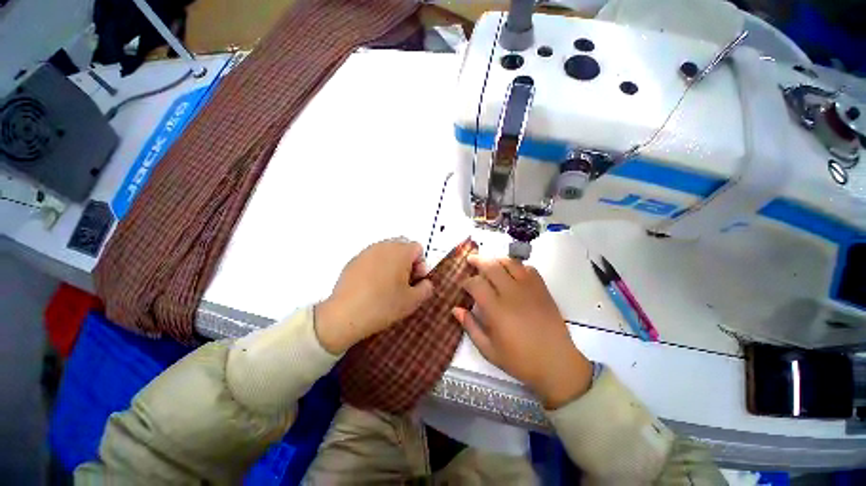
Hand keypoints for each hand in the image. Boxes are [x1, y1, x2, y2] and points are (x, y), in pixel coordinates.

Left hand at [315, 238, 433, 353]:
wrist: (345, 315)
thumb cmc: (383, 305)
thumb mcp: (413, 301)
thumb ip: (426, 288)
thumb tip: (425, 282)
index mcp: (400, 251)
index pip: (418, 249)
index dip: (420, 265)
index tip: (414, 281)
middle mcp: (384, 246)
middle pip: (402, 247)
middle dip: (407, 263)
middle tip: (403, 283)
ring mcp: (366, 252)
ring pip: (387, 252)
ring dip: (392, 264)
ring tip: (387, 285)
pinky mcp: (353, 260)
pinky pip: (372, 258)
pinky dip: (377, 267)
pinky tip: (371, 286)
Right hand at [453, 256, 593, 408]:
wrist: (556, 363)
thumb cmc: (520, 360)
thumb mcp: (488, 350)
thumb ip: (470, 327)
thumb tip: (456, 309)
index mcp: (496, 309)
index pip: (476, 284)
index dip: (467, 281)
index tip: (463, 284)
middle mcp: (512, 293)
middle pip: (491, 266)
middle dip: (478, 261)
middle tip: (470, 260)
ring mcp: (529, 289)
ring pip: (510, 263)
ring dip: (497, 259)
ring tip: (490, 262)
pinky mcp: (542, 289)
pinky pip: (528, 268)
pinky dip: (518, 265)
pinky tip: (512, 271)